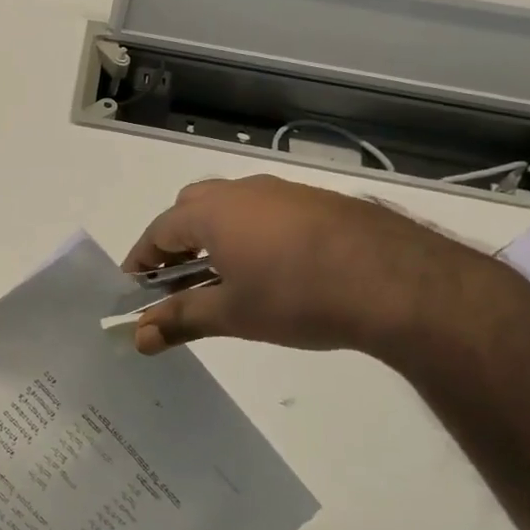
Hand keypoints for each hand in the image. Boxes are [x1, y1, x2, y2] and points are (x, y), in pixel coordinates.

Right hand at [122, 175, 492, 358]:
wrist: (395, 280)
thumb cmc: (295, 296)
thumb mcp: (232, 314)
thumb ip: (180, 320)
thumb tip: (137, 338)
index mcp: (210, 212)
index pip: (158, 232)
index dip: (141, 261)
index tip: (133, 289)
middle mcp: (241, 192)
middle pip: (191, 210)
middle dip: (177, 244)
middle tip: (178, 281)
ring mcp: (283, 193)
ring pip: (231, 209)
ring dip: (216, 238)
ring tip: (226, 279)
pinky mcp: (318, 202)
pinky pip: (267, 213)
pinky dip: (253, 236)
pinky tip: (274, 271)